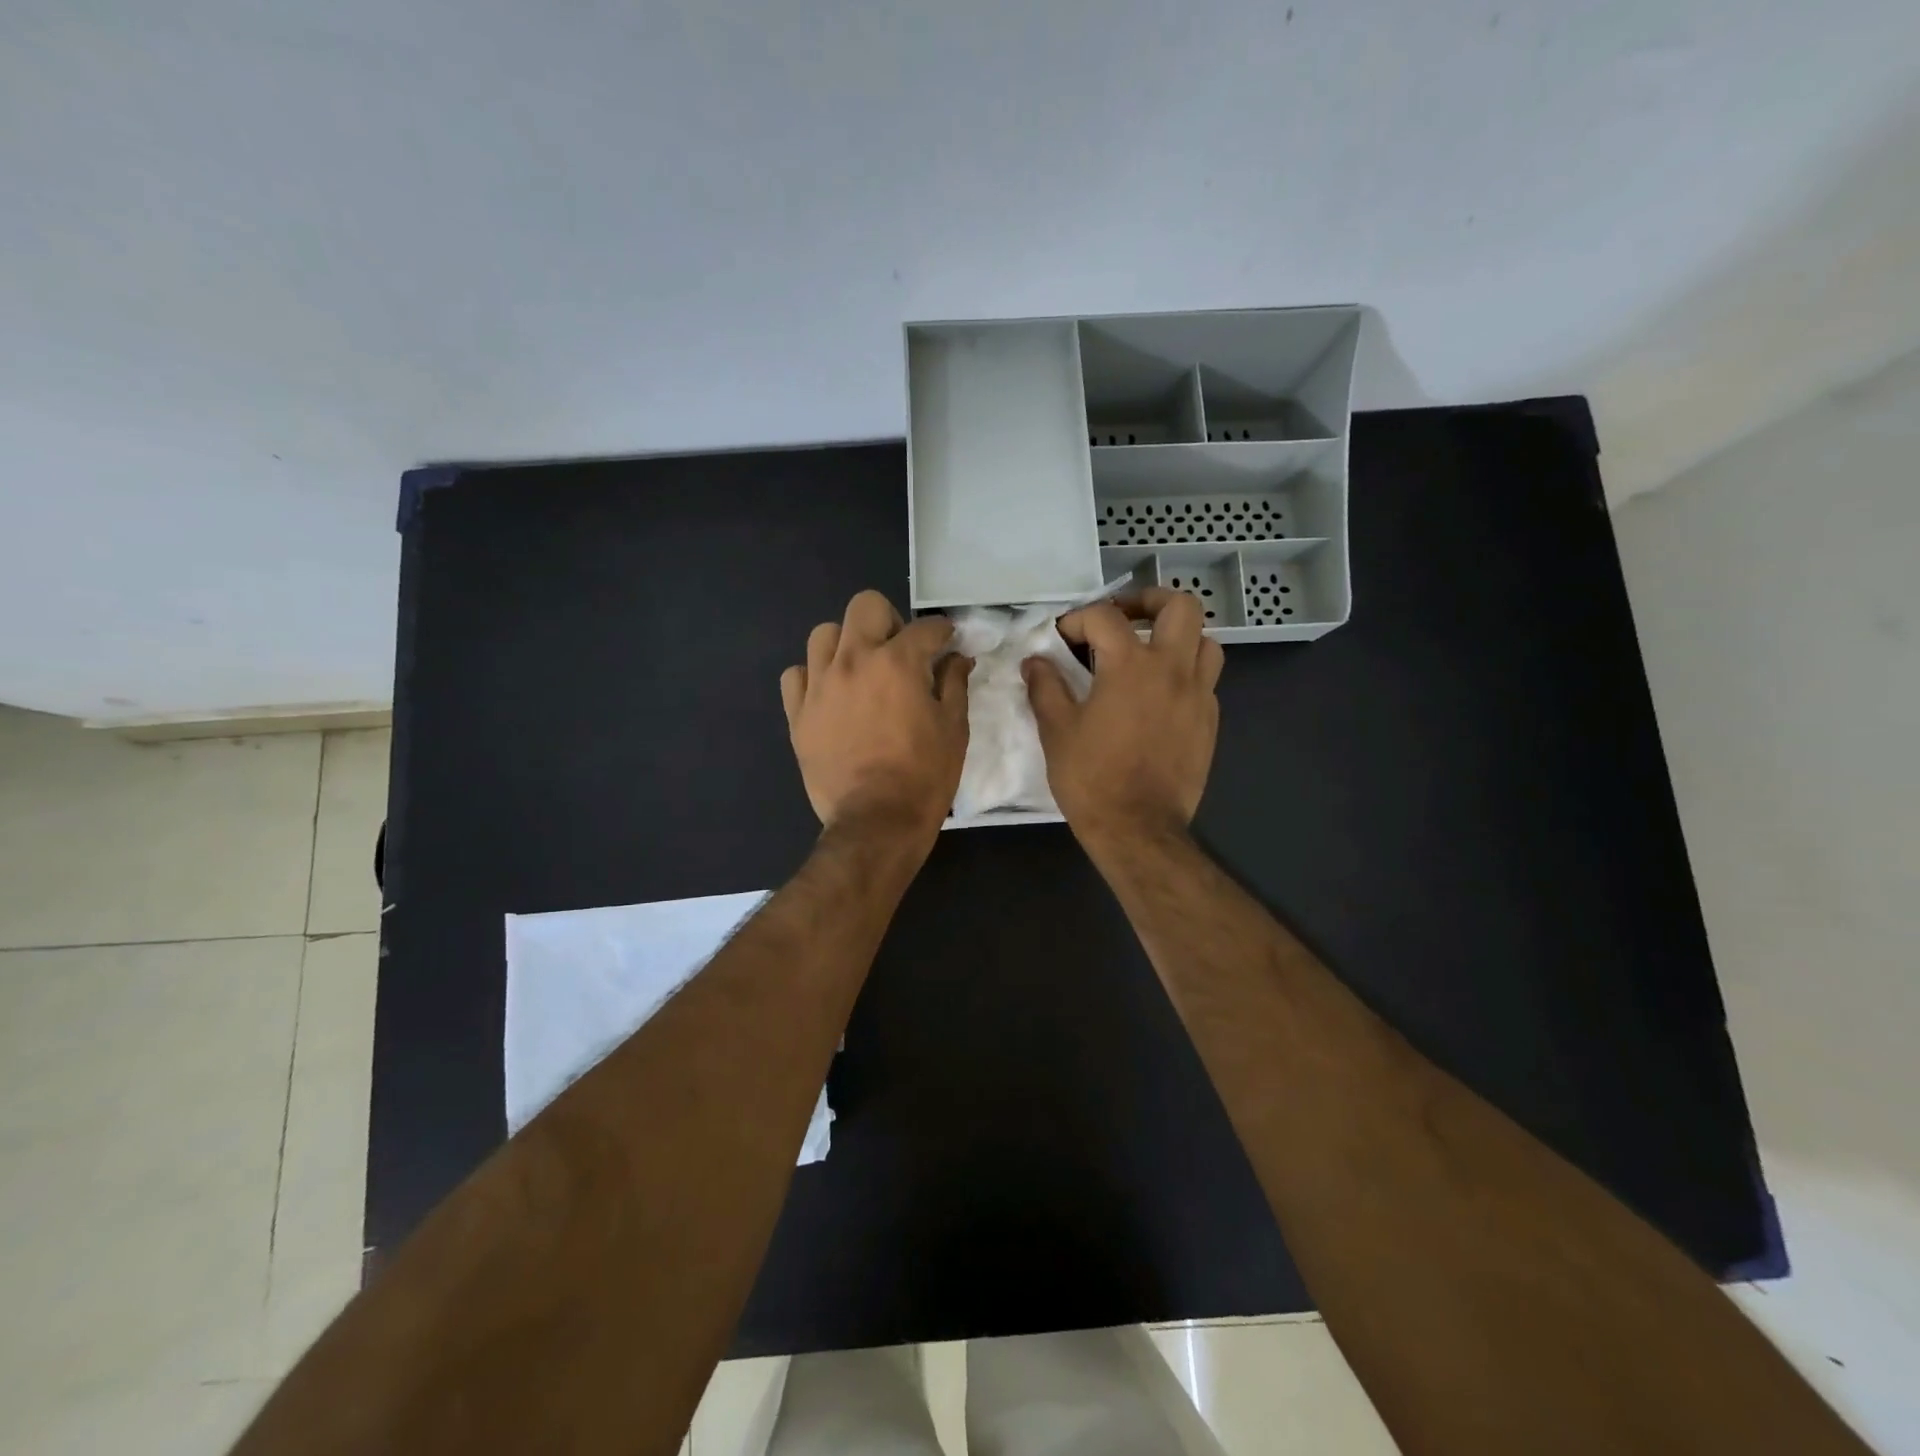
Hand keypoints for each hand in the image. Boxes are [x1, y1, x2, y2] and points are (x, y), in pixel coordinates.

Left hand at [780, 590, 971, 844]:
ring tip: (860, 671)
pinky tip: (830, 695)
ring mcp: (820, 686)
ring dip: (847, 644)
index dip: (942, 632)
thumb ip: (954, 684)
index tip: (947, 643)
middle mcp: (853, 661)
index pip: (925, 628)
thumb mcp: (954, 729)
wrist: (876, 822)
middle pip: (865, 606)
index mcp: (897, 663)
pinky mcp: (798, 714)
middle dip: (889, 621)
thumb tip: (957, 657)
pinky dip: (814, 677)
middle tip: (900, 652)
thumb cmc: (924, 776)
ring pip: (823, 634)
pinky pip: (796, 675)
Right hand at [1023, 587, 1222, 846]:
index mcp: (1131, 665)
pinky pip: (1205, 680)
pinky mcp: (1209, 721)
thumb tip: (1035, 662)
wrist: (1138, 828)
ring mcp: (1198, 695)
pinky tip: (1159, 696)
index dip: (1078, 619)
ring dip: (1178, 637)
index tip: (1061, 638)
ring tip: (1149, 653)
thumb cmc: (1092, 778)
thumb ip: (1045, 687)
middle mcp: (1173, 669)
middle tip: (1124, 617)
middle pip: (1181, 606)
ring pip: (1205, 641)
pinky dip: (1185, 673)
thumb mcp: (1057, 730)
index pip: (1105, 617)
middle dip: (1149, 601)